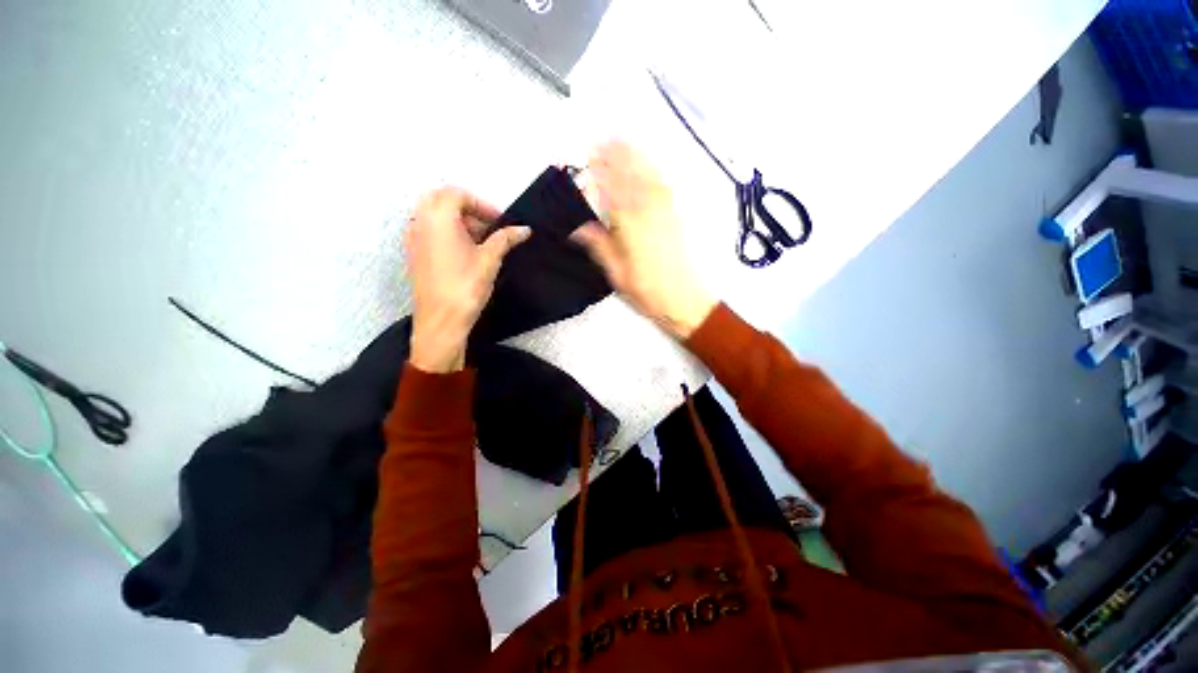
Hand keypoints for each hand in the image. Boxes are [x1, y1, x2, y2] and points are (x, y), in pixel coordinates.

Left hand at [405, 187, 529, 372]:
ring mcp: (413, 238)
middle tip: (488, 228)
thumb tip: (525, 229)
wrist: (440, 321)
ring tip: (479, 242)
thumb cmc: (466, 286)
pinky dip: (446, 232)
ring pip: (434, 215)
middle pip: (442, 200)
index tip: (500, 222)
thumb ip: (506, 239)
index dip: (482, 204)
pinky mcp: (413, 254)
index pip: (457, 194)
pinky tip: (464, 254)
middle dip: (468, 209)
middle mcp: (420, 221)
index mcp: (438, 217)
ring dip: (457, 221)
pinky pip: (428, 231)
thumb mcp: (490, 259)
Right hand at [571, 141, 715, 339]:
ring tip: (620, 141)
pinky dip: (653, 169)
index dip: (597, 173)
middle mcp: (649, 211)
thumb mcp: (618, 275)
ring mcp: (667, 211)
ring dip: (633, 156)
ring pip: (648, 175)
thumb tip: (578, 228)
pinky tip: (647, 165)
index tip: (584, 160)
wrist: (688, 301)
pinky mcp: (677, 216)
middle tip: (599, 141)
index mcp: (631, 226)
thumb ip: (600, 246)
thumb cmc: (649, 292)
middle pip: (630, 175)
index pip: (610, 191)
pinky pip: (664, 185)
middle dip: (614, 156)